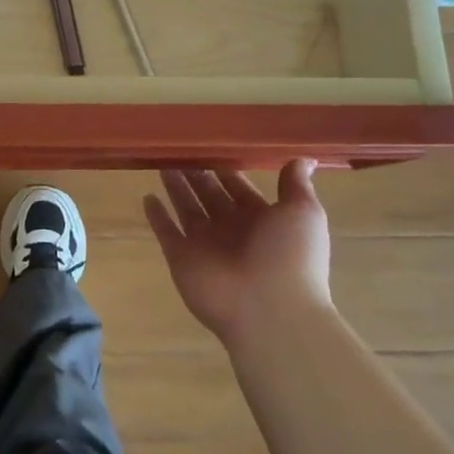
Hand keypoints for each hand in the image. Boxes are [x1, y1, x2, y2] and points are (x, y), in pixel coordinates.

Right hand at [143, 161, 331, 347]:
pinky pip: (166, 232)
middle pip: (210, 195)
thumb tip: (306, 158)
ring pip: (187, 208)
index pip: (239, 188)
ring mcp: (205, 245)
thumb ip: (296, 185)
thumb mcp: (303, 214)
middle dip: (197, 174)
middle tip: (179, 148)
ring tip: (161, 162)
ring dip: (176, 188)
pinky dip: (156, 216)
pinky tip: (147, 197)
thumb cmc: (290, 256)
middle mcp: (231, 230)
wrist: (270, 310)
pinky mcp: (181, 258)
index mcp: (261, 220)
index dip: (226, 169)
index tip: (210, 143)